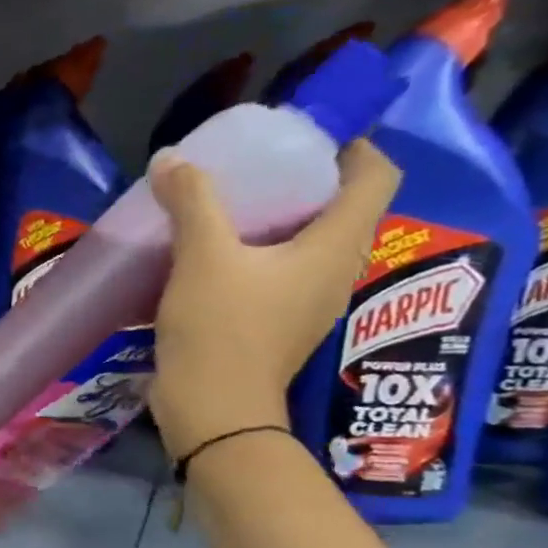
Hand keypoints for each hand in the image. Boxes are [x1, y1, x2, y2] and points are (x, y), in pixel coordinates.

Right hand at [148, 139, 401, 461]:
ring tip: (229, 212)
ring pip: (307, 246)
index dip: (353, 147)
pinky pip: (279, 276)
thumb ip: (192, 203)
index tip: (307, 137)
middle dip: (305, 183)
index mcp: (335, 246)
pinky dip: (256, 258)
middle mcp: (335, 272)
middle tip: (257, 170)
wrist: (214, 410)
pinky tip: (212, 261)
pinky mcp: (277, 328)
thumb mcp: (202, 258)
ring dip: (277, 224)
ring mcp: (307, 305)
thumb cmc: (221, 330)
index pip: (376, 176)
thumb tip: (172, 159)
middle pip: (340, 210)